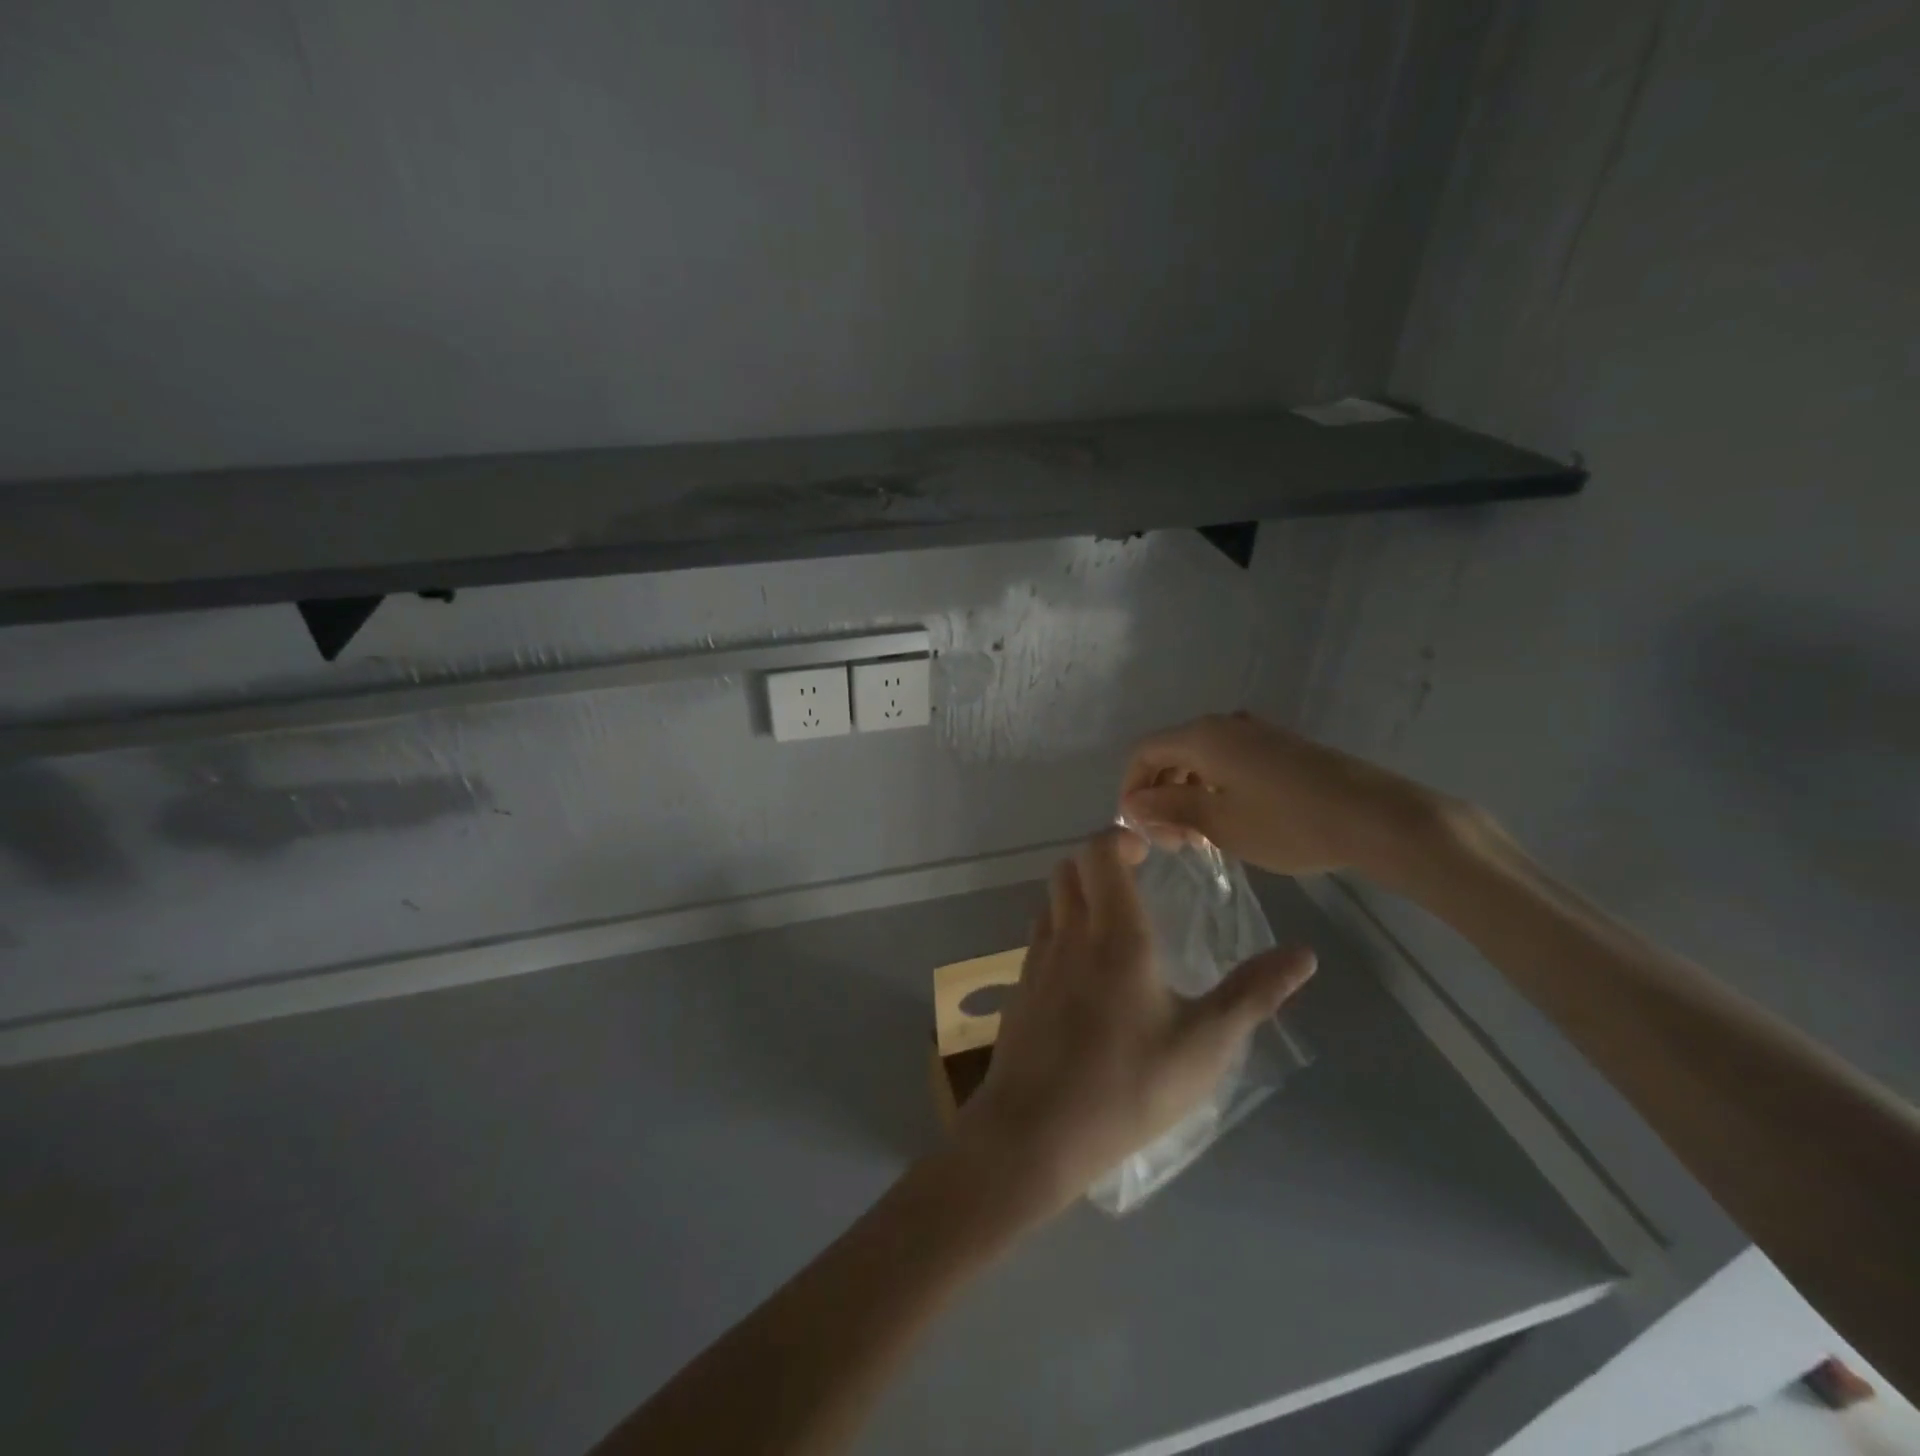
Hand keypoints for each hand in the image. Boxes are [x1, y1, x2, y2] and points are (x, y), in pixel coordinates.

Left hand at [953, 826, 1316, 1220]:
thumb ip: (1253, 994)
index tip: (1147, 853)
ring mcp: (1037, 959)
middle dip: (1099, 862)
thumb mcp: (1204, 1046)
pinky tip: (1084, 972)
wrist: (1034, 1132)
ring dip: (1077, 894)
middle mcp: (1069, 933)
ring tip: (1113, 925)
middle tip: (1135, 883)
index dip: (1119, 838)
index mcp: (1115, 934)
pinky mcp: (1020, 987)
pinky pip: (1039, 935)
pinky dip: (1060, 928)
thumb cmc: (1127, 1086)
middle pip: (1069, 868)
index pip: (1100, 852)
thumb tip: (1305, 954)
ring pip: (1050, 900)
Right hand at [1119, 713, 1451, 887]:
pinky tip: (1230, 821)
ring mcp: (1257, 733)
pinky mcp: (1281, 748)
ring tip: (1198, 836)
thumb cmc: (1288, 823)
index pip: (1144, 752)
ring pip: (1202, 759)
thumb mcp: (1219, 822)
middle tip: (1171, 841)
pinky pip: (1230, 762)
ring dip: (1187, 793)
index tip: (1139, 828)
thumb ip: (1169, 807)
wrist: (1376, 817)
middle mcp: (1225, 725)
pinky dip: (1215, 788)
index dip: (1131, 787)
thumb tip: (1133, 803)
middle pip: (1172, 752)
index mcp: (1203, 737)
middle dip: (1160, 793)